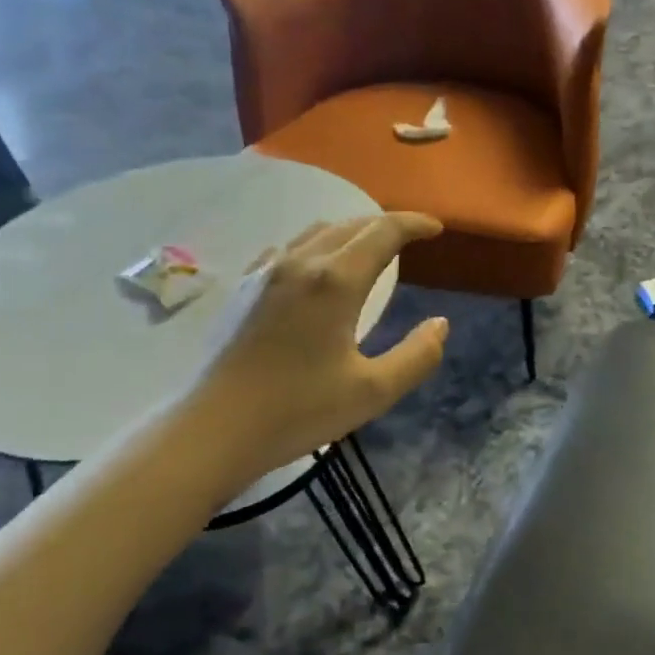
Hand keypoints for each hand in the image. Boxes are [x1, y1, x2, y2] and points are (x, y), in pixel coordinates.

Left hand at [179, 213, 449, 483]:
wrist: (214, 430)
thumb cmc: (298, 410)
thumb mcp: (373, 392)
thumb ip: (416, 356)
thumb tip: (440, 325)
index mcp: (336, 282)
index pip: (383, 233)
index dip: (414, 224)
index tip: (436, 229)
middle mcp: (301, 264)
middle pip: (351, 226)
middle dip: (386, 225)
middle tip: (412, 237)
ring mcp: (265, 272)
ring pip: (317, 232)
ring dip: (351, 231)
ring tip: (370, 248)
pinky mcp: (243, 289)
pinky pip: (287, 248)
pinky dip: (316, 245)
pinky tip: (315, 267)